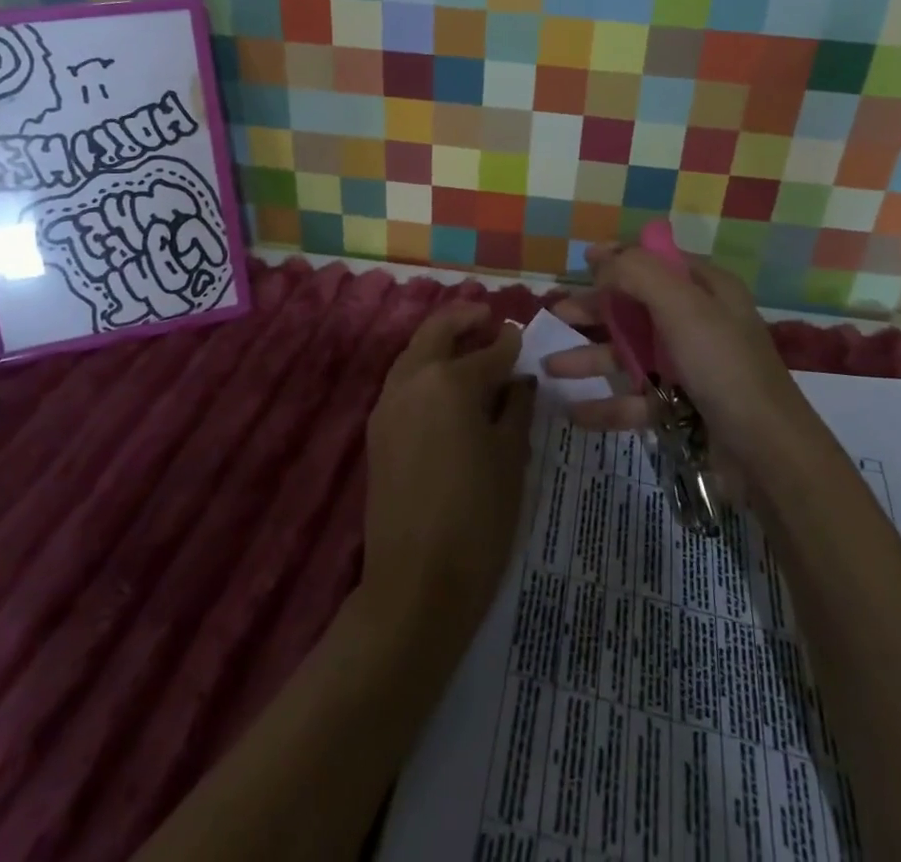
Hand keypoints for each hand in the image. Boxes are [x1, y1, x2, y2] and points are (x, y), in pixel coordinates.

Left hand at [359, 304, 532, 648]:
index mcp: (451, 381)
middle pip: (437, 332)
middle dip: (463, 318)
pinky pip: (403, 381)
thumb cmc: (478, 518)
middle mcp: (413, 380)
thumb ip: (516, 407)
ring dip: (440, 340)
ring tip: (467, 345)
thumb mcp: (511, 458)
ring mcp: (388, 404)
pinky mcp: (377, 430)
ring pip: (414, 353)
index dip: (510, 343)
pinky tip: (445, 385)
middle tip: (487, 315)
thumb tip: (519, 377)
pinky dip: (423, 368)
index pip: (489, 351)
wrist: (416, 583)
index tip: (523, 334)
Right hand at [544, 243, 807, 465]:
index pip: (657, 261)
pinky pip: (637, 399)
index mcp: (707, 290)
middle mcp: (699, 323)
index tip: (583, 261)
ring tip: (550, 367)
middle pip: (636, 307)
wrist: (767, 455)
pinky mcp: (684, 408)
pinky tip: (574, 411)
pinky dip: (607, 404)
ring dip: (590, 358)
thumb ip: (637, 274)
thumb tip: (601, 259)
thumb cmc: (723, 366)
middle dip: (595, 310)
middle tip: (556, 314)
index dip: (620, 258)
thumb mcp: (682, 306)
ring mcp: (691, 367)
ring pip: (631, 355)